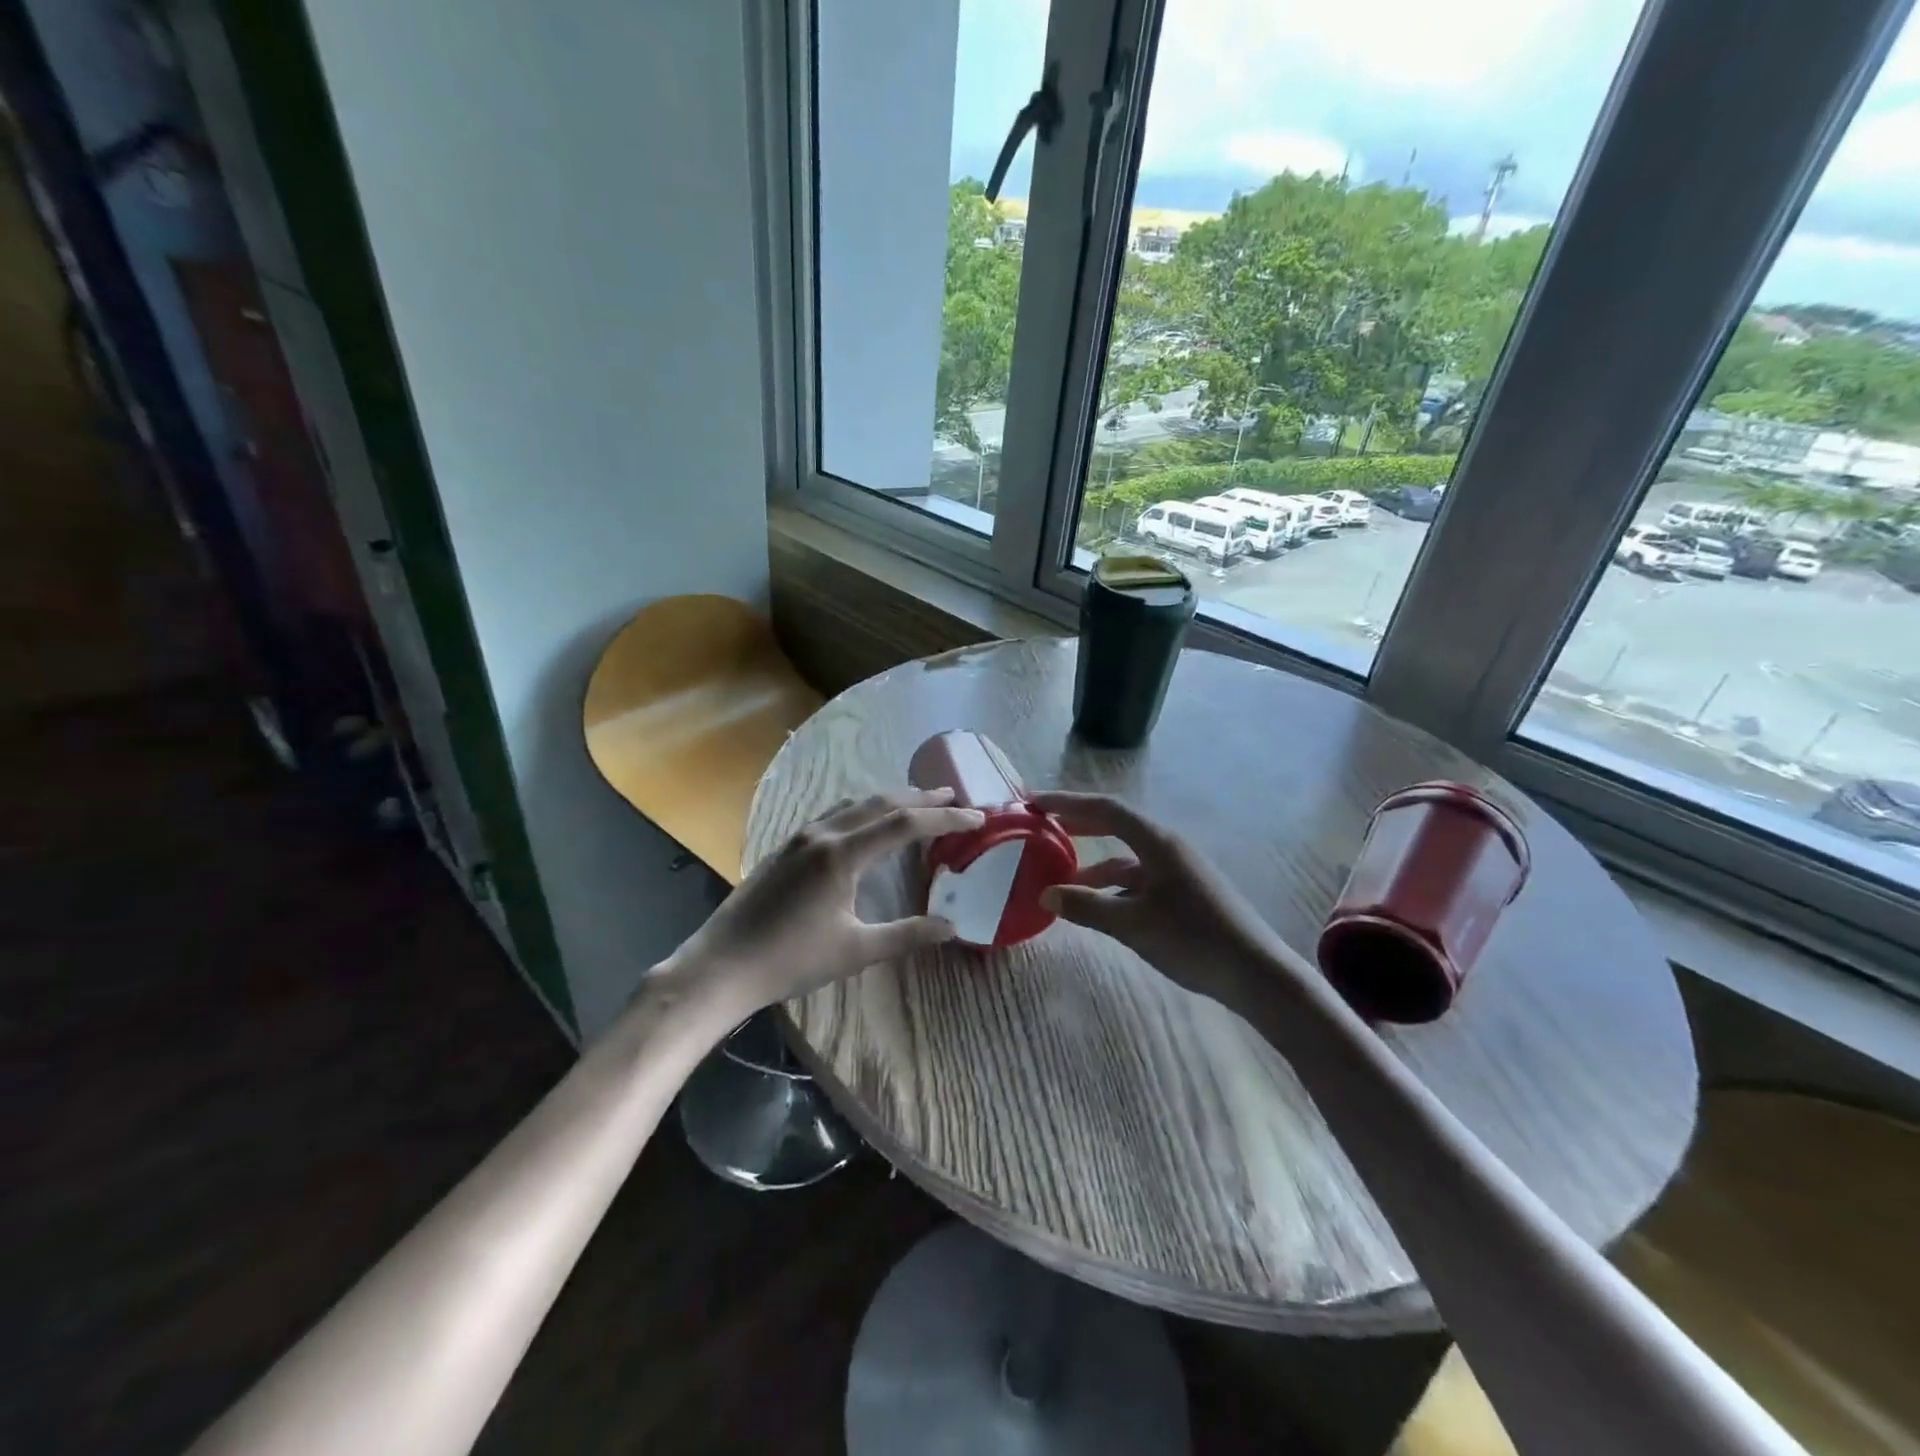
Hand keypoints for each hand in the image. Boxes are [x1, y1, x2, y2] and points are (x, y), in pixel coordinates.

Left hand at [674, 789, 984, 1017]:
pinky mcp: (786, 847)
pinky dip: (863, 810)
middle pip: (880, 803)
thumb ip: (907, 934)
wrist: (722, 966)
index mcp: (842, 854)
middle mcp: (822, 834)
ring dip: (890, 800)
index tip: (977, 816)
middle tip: (954, 795)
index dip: (944, 816)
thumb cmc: (791, 961)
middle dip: (920, 798)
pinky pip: (834, 814)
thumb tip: (952, 927)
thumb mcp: (856, 950)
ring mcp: (800, 837)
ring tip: (917, 803)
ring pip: (854, 804)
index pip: (905, 823)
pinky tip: (866, 823)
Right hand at [1032, 791, 1311, 1009]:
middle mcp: (1168, 848)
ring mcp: (1178, 871)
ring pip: (1126, 859)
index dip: (1068, 802)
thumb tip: (1046, 895)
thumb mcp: (1132, 924)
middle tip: (1043, 828)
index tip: (1034, 802)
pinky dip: (1114, 889)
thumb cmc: (1193, 939)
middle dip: (1079, 826)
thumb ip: (1086, 907)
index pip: (1105, 809)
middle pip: (1116, 826)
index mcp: (1157, 842)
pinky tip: (1099, 909)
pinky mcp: (1185, 894)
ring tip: (1063, 883)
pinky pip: (1139, 881)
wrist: (1256, 973)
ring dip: (1094, 867)